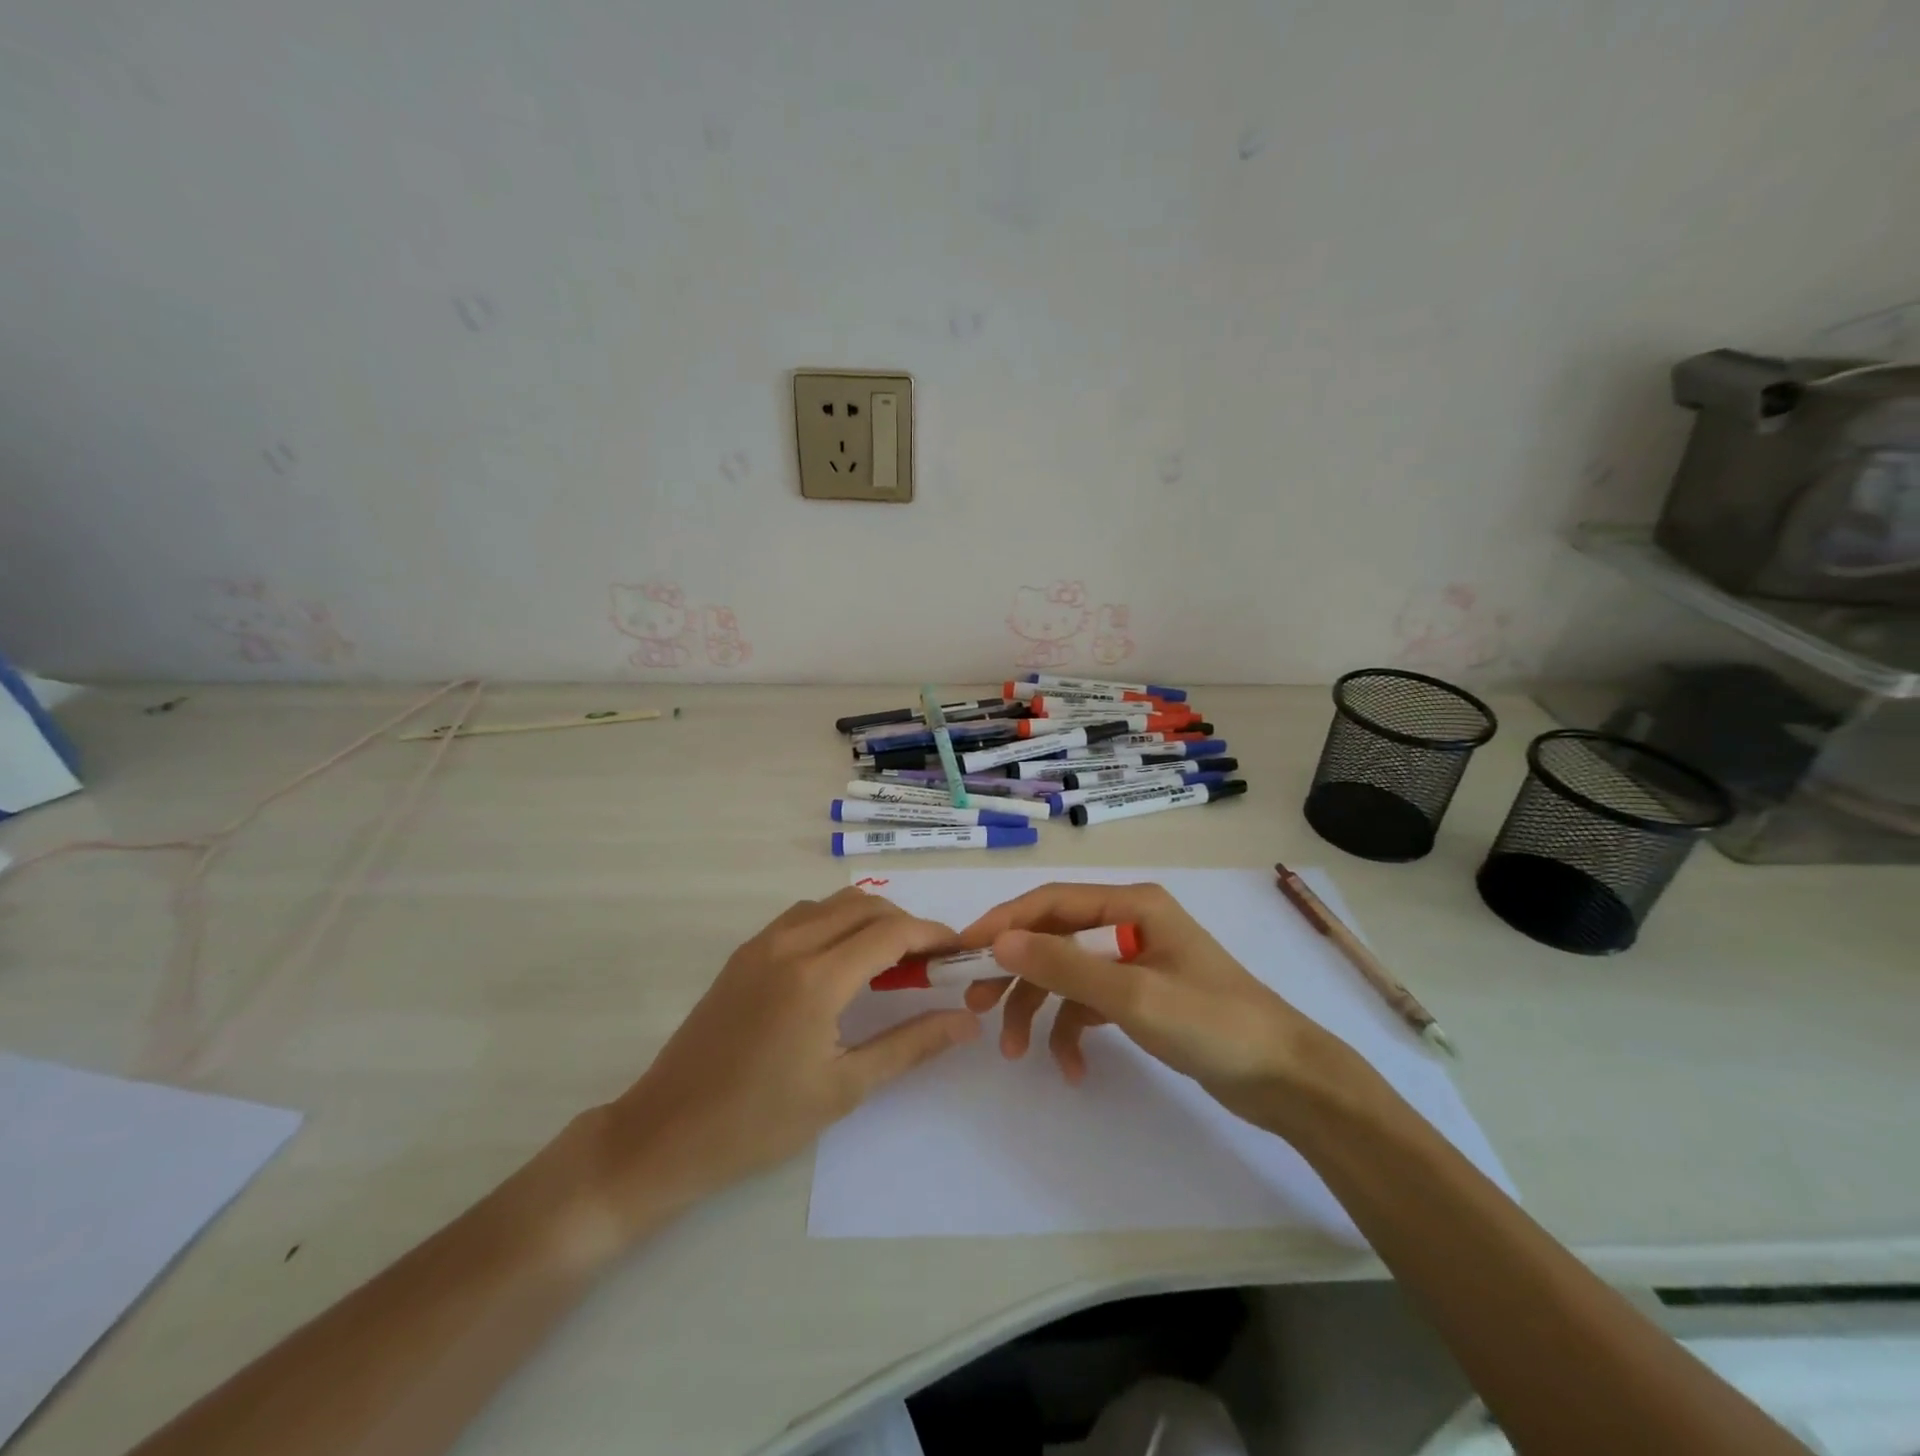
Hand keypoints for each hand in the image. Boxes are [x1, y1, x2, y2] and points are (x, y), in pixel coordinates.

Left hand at [596, 889, 980, 1232]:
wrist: (664, 1134)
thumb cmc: (759, 1122)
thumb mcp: (844, 1088)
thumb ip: (911, 1045)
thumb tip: (967, 1021)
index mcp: (817, 978)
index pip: (892, 932)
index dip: (933, 935)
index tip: (960, 951)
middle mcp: (790, 944)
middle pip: (865, 906)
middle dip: (906, 924)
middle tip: (930, 963)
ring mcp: (761, 944)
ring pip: (832, 904)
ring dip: (870, 919)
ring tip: (891, 961)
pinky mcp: (744, 953)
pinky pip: (803, 916)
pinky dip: (836, 922)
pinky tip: (843, 962)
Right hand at [959, 881, 1360, 1128]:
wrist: (1286, 1079)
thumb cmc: (1213, 1023)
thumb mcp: (1132, 995)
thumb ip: (1064, 965)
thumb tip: (999, 941)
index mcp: (1131, 905)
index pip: (1051, 902)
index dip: (1004, 923)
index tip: (964, 952)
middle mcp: (1129, 923)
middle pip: (1054, 937)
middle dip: (1016, 972)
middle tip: (978, 1005)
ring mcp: (1135, 961)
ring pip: (1068, 974)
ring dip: (1039, 1009)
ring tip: (1015, 1051)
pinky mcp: (1141, 996)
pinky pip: (1091, 1005)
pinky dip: (1074, 1032)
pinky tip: (1072, 1069)